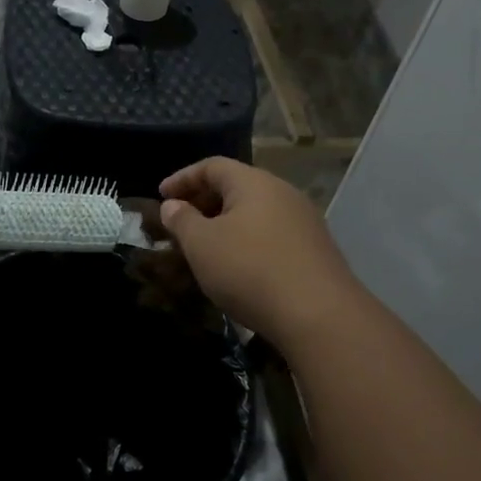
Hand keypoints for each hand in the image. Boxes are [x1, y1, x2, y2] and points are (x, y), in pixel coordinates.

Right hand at [158, 157, 361, 344]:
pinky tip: (238, 266)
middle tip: (180, 223)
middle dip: (204, 201)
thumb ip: (182, 221)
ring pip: (255, 212)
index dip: (183, 178)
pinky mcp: (315, 249)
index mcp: (254, 182)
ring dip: (226, 224)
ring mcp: (304, 221)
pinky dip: (247, 240)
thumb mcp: (202, 245)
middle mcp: (283, 192)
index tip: (161, 196)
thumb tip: (172, 205)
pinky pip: (271, 233)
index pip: (212, 166)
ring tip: (205, 247)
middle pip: (236, 186)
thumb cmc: (249, 270)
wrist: (318, 315)